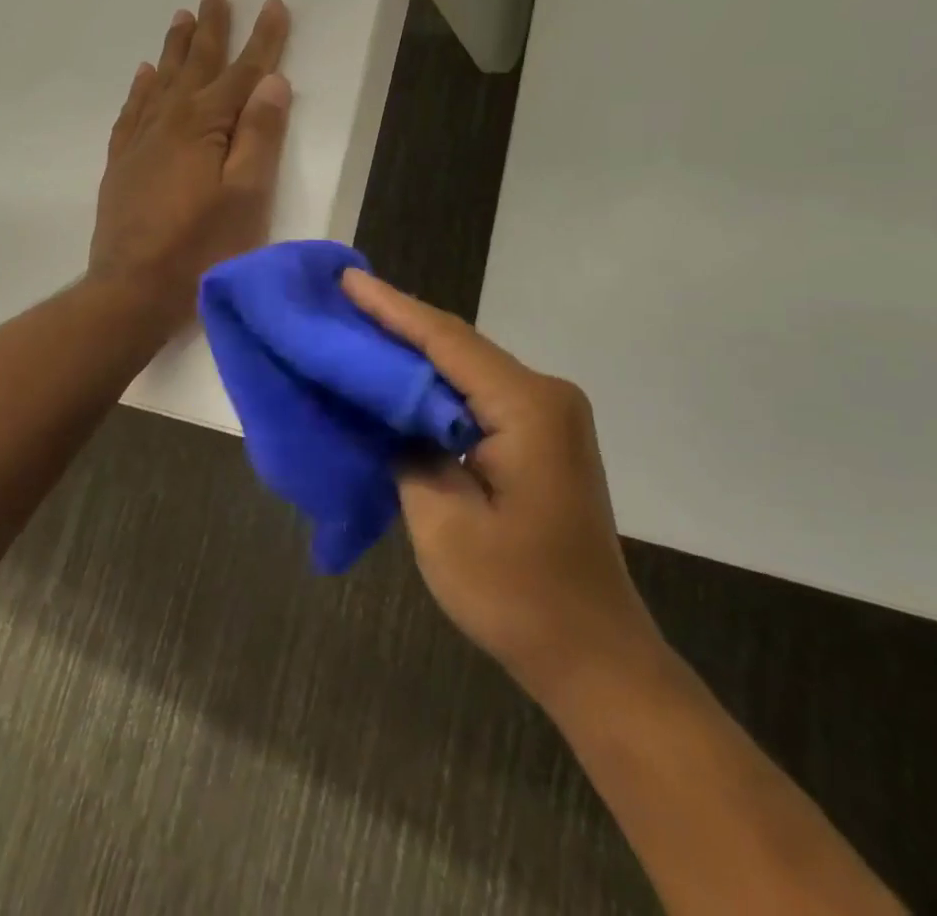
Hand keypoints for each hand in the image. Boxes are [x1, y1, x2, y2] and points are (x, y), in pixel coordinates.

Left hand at [89, 0, 292, 329]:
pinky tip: (144, 75)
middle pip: (196, 66)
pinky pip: (132, 111)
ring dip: (176, 49)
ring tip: (182, 18)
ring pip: (161, 81)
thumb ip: (259, 136)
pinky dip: (141, 88)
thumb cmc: (202, 248)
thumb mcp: (247, 195)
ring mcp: (140, 142)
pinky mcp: (122, 164)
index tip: (272, 4)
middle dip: (211, 29)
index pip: (242, 72)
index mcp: (204, 126)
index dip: (262, 39)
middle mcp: (169, 121)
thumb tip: (272, 81)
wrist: (132, 290)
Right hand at [342, 270, 667, 710]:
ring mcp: (549, 415)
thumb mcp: (442, 522)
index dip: (391, 308)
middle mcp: (546, 394)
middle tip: (342, 300)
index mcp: (527, 406)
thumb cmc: (517, 595)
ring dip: (415, 353)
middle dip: (399, 323)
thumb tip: (388, 414)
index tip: (346, 279)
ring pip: (468, 368)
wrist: (595, 656)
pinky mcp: (542, 437)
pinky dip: (436, 386)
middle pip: (459, 346)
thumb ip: (409, 450)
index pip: (446, 341)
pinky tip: (399, 380)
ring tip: (359, 329)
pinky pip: (479, 395)